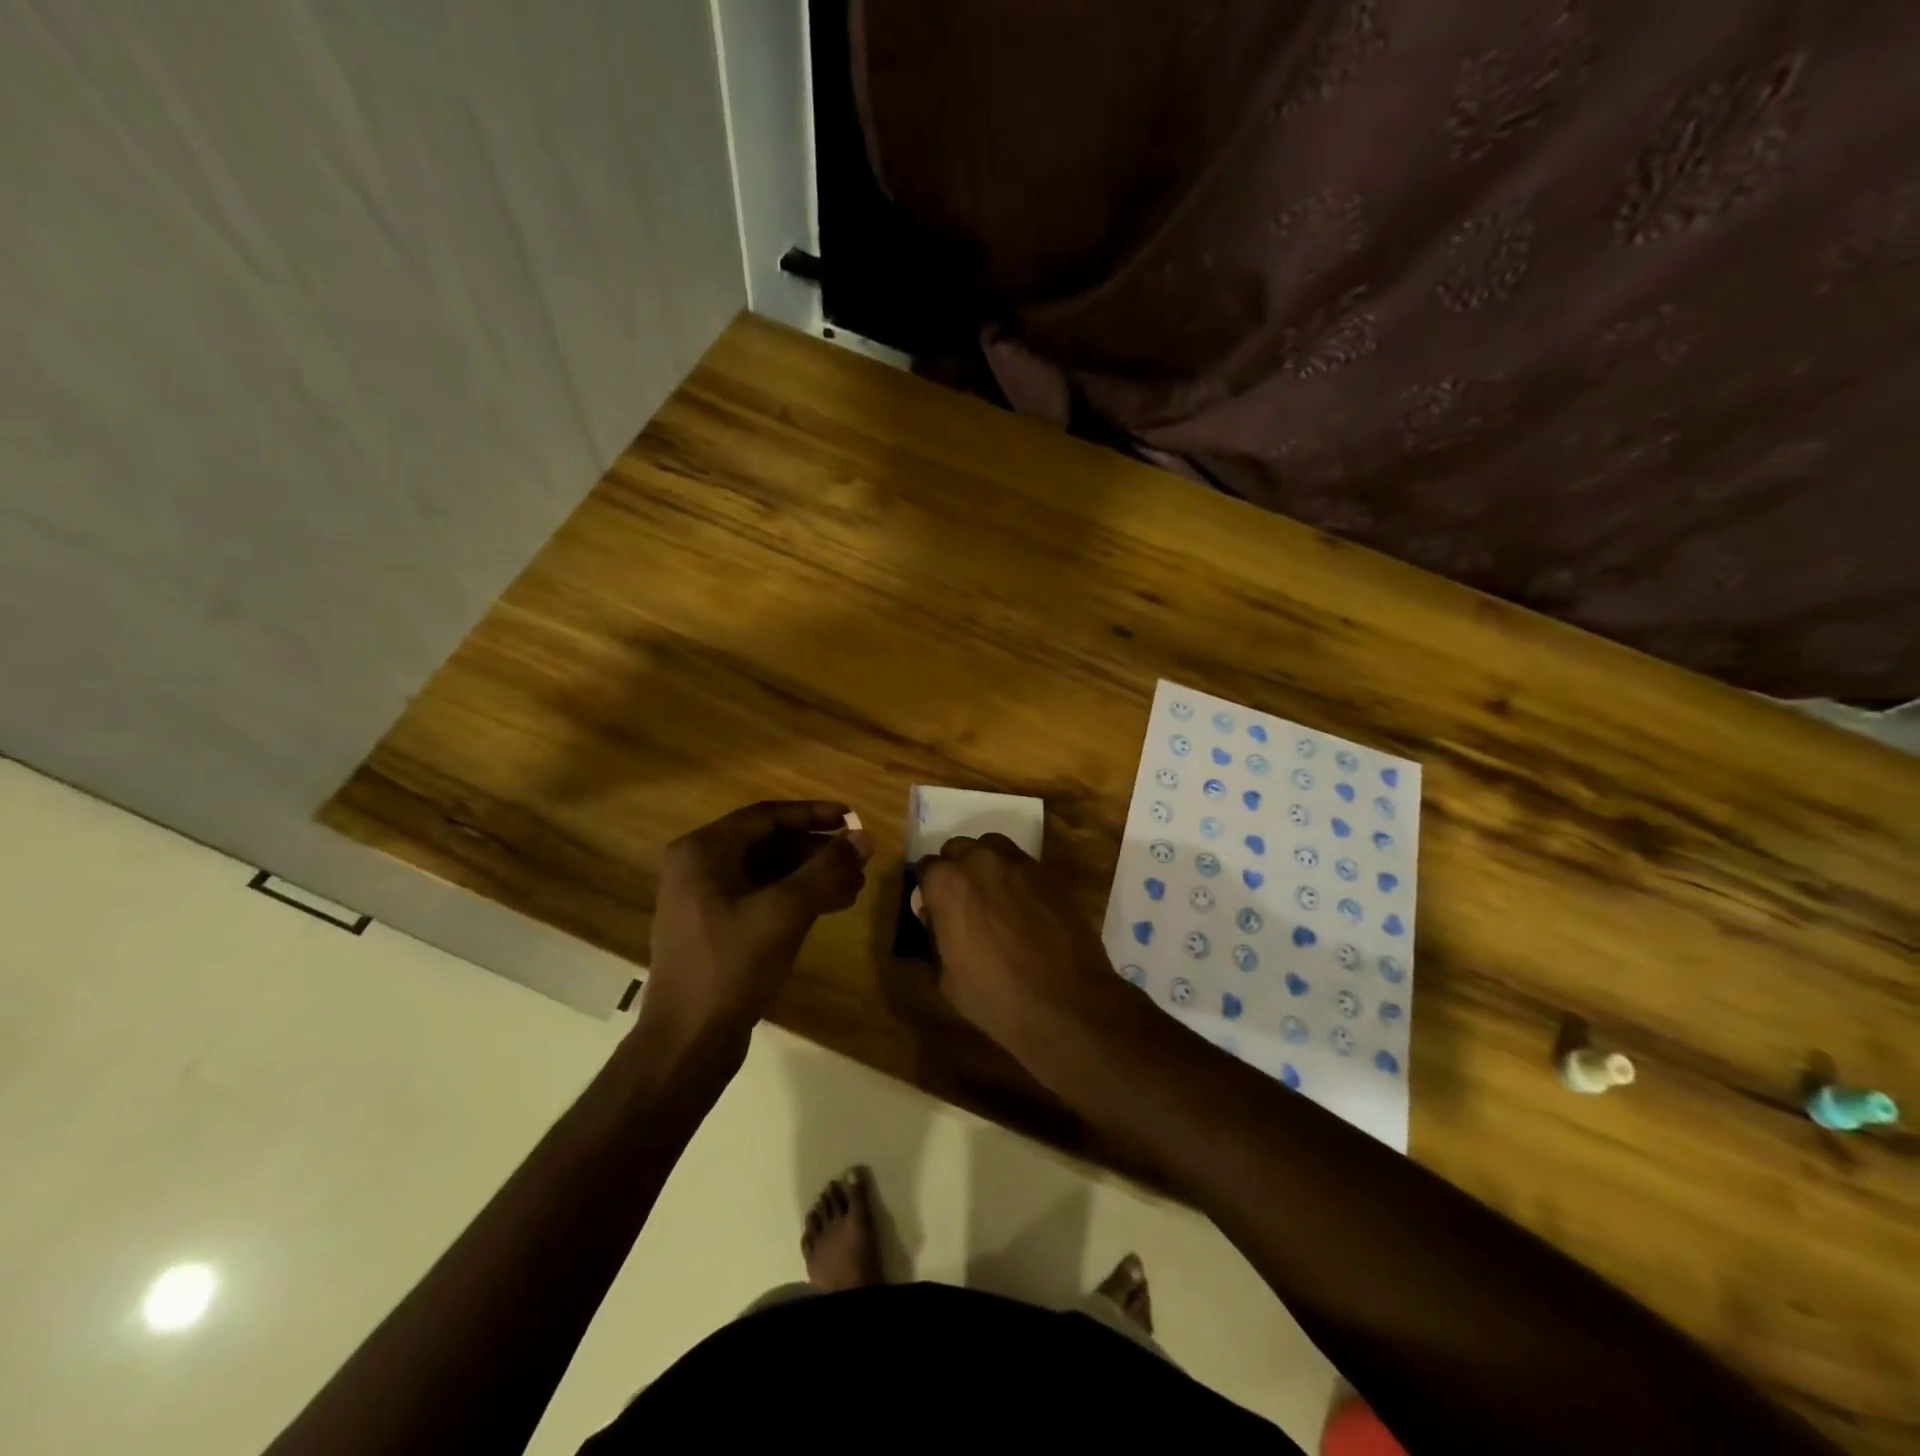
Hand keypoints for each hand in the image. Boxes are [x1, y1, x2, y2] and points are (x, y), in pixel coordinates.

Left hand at [642, 801, 871, 1052]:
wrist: (688, 1041)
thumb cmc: (732, 965)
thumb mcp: (785, 911)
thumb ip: (826, 870)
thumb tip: (863, 838)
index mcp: (703, 851)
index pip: (767, 816)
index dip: (813, 814)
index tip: (852, 818)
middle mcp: (699, 867)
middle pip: (769, 844)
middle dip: (817, 850)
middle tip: (859, 857)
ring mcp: (705, 900)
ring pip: (769, 873)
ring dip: (812, 876)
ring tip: (855, 885)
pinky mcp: (716, 928)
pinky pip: (762, 898)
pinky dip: (796, 898)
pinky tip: (832, 906)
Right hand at [914, 834, 1130, 1064]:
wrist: (1066, 1003)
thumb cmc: (996, 996)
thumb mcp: (946, 978)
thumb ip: (936, 936)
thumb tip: (936, 918)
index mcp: (947, 882)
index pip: (926, 869)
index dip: (929, 892)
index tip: (936, 913)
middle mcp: (980, 860)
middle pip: (958, 850)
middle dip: (957, 872)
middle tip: (965, 905)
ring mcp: (1019, 863)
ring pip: (992, 849)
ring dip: (987, 867)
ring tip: (995, 900)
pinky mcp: (1049, 873)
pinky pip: (1023, 865)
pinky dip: (1017, 879)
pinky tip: (1025, 908)